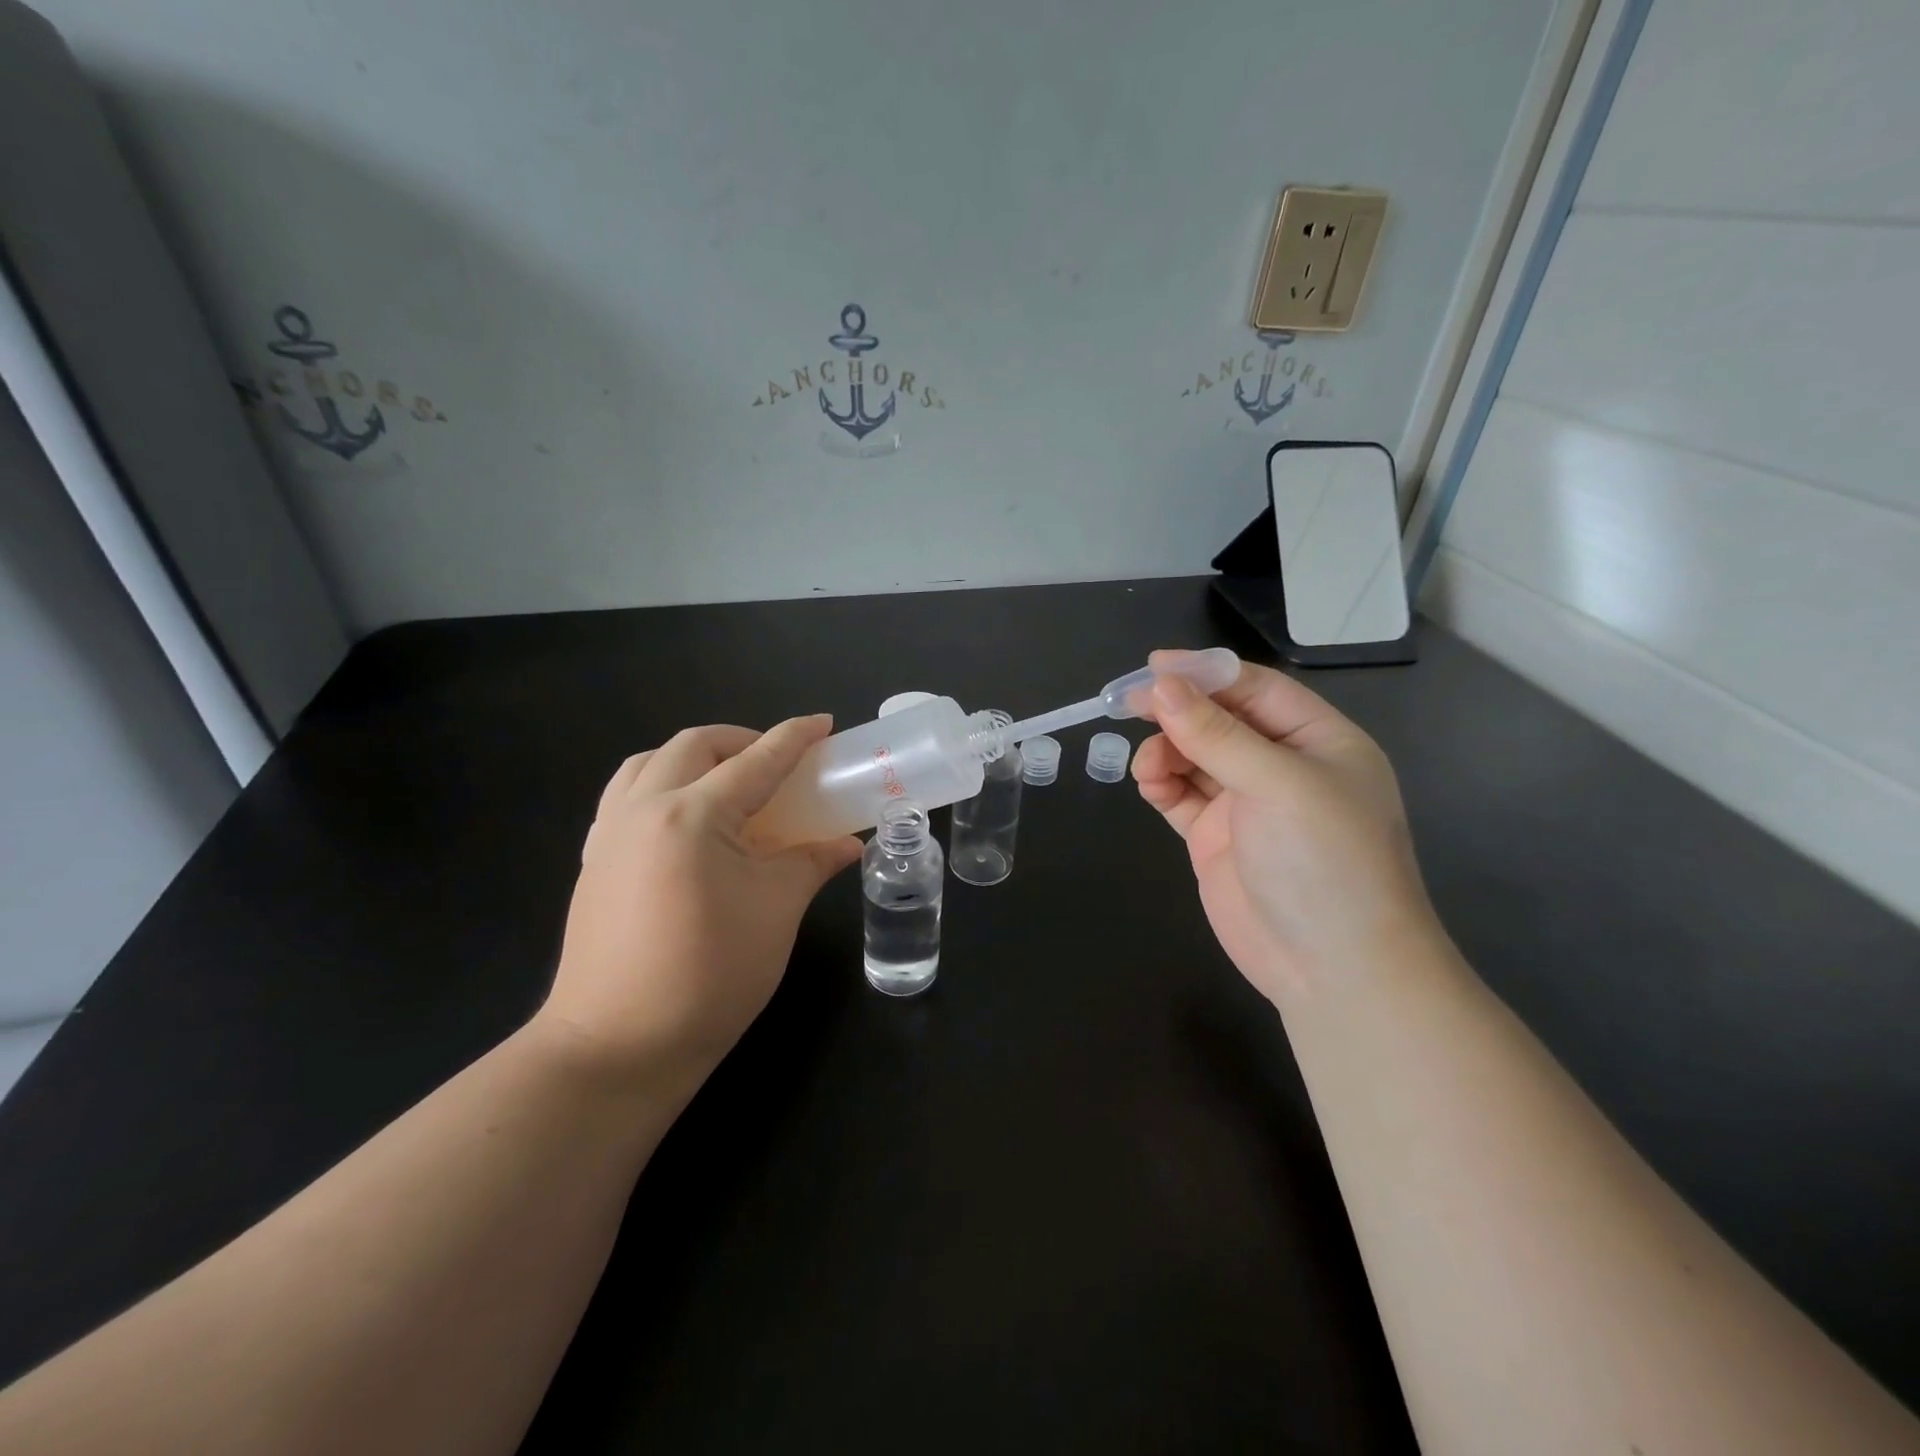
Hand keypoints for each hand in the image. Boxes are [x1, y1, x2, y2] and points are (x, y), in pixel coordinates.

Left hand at [539, 718, 861, 1087]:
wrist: (618, 1046)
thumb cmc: (710, 975)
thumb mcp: (776, 911)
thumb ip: (811, 862)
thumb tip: (847, 843)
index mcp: (693, 815)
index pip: (756, 760)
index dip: (795, 737)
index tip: (824, 723)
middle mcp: (643, 808)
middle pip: (695, 745)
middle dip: (742, 739)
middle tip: (779, 761)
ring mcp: (610, 833)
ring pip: (649, 762)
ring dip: (694, 756)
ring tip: (728, 780)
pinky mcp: (595, 860)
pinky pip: (626, 795)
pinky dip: (661, 784)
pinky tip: (686, 819)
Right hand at [1133, 654, 1441, 1003]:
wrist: (1334, 969)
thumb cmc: (1325, 862)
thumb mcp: (1277, 785)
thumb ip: (1216, 735)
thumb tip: (1161, 685)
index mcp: (1318, 741)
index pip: (1255, 689)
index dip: (1205, 673)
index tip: (1153, 666)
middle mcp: (1282, 766)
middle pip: (1219, 720)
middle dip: (1177, 712)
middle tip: (1128, 704)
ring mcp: (1248, 804)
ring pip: (1194, 756)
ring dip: (1166, 751)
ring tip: (1148, 768)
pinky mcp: (1217, 838)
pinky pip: (1181, 795)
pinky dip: (1161, 784)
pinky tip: (1150, 785)